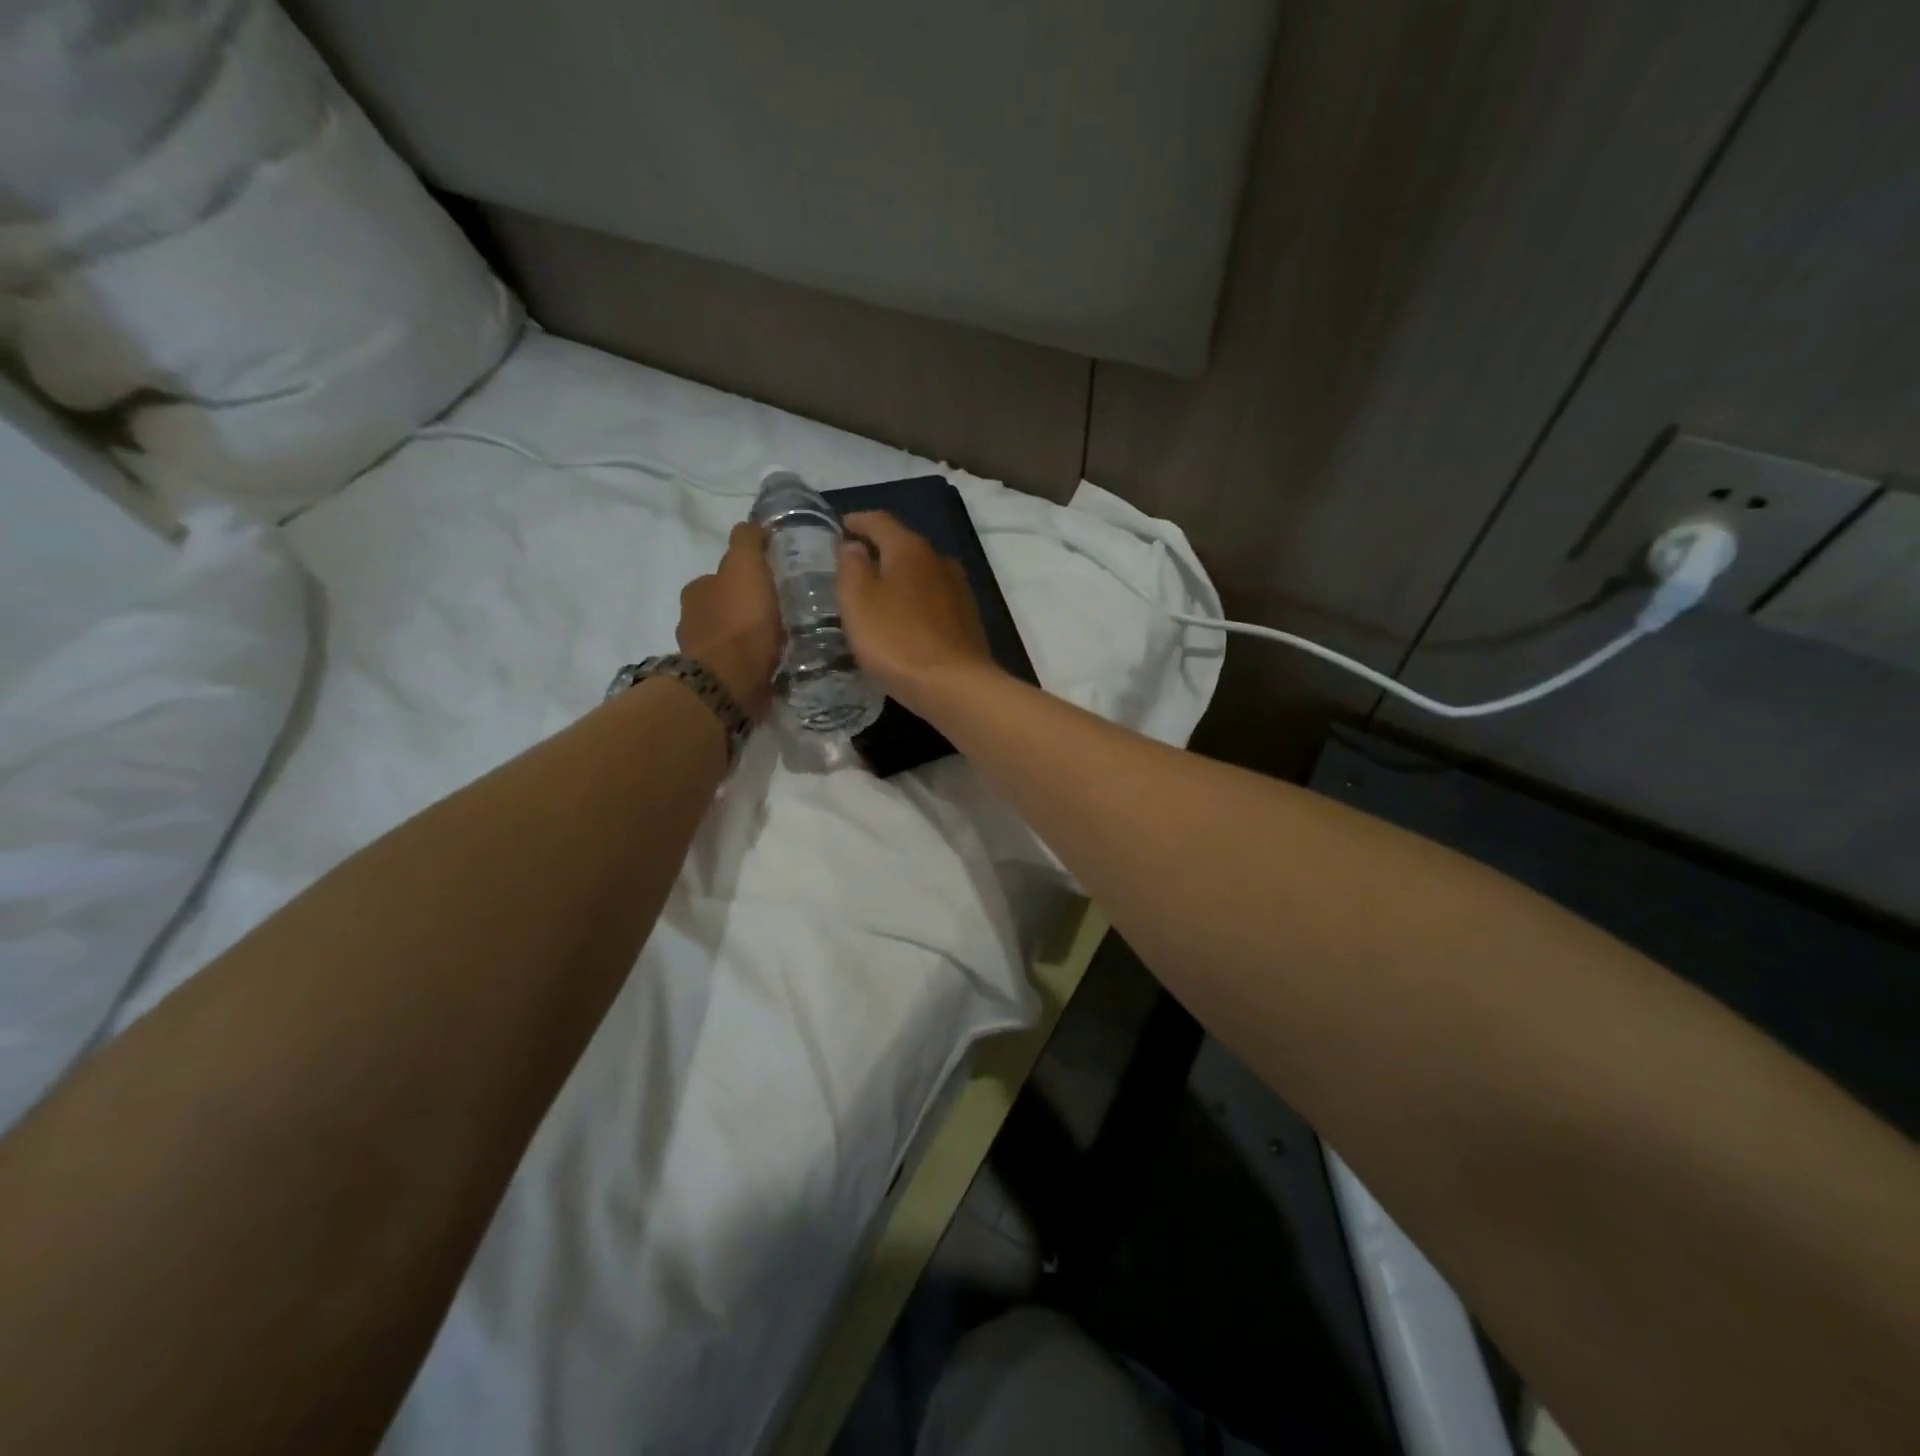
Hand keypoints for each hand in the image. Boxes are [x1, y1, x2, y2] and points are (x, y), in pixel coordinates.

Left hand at [678, 521, 780, 718]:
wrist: (730, 681)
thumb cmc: (739, 620)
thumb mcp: (746, 566)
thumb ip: (747, 541)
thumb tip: (752, 525)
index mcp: (696, 591)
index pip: (722, 576)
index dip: (746, 577)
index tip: (771, 583)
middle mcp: (692, 620)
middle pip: (725, 607)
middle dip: (748, 608)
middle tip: (780, 612)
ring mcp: (703, 654)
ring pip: (731, 637)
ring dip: (750, 637)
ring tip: (781, 640)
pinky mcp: (717, 682)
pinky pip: (739, 664)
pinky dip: (753, 661)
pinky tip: (774, 662)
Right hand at [837, 511, 999, 715]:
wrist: (955, 686)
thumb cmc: (897, 640)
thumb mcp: (858, 602)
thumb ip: (851, 567)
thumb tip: (853, 546)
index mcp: (910, 549)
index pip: (880, 521)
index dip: (858, 521)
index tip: (841, 527)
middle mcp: (939, 560)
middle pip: (904, 545)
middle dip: (879, 550)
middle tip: (853, 564)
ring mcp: (959, 590)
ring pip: (922, 573)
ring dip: (899, 578)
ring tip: (878, 594)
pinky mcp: (967, 619)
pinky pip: (934, 599)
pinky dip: (915, 601)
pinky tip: (905, 620)